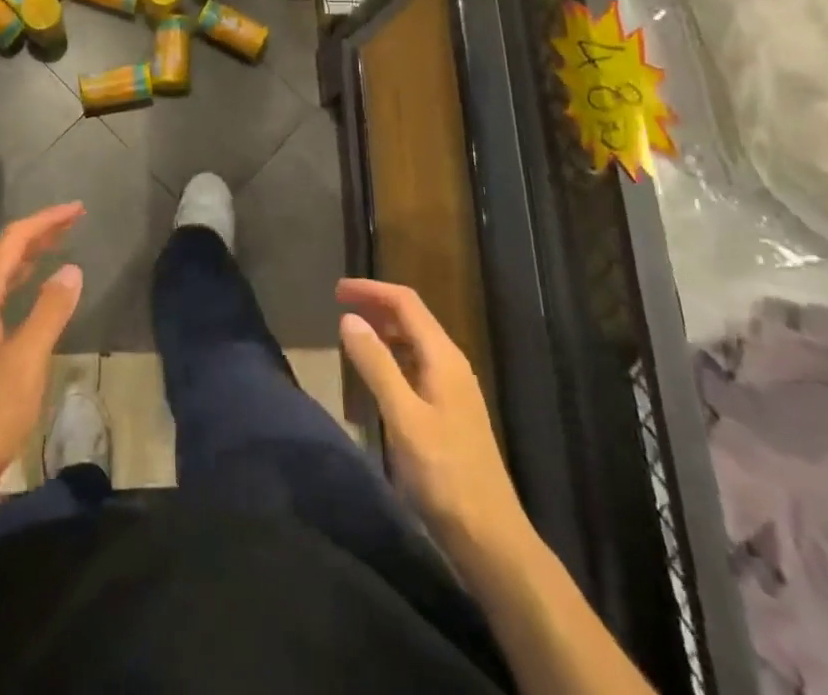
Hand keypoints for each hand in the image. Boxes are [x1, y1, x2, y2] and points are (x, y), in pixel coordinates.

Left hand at [0, 203, 84, 508]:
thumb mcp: (26, 362)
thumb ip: (49, 311)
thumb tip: (70, 268)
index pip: (11, 242)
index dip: (45, 221)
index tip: (77, 210)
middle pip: (1, 253)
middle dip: (37, 233)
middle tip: (73, 221)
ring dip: (26, 256)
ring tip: (57, 244)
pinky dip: (16, 281)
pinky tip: (30, 290)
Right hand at [337, 278, 526, 554]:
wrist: (491, 538)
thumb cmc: (444, 475)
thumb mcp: (403, 418)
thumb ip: (377, 365)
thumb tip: (348, 318)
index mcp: (443, 358)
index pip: (406, 303)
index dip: (371, 290)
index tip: (336, 290)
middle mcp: (451, 365)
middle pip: (412, 317)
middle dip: (376, 305)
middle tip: (339, 306)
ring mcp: (453, 389)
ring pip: (415, 341)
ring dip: (384, 329)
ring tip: (352, 333)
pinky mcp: (450, 412)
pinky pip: (417, 365)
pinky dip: (393, 355)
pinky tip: (377, 373)